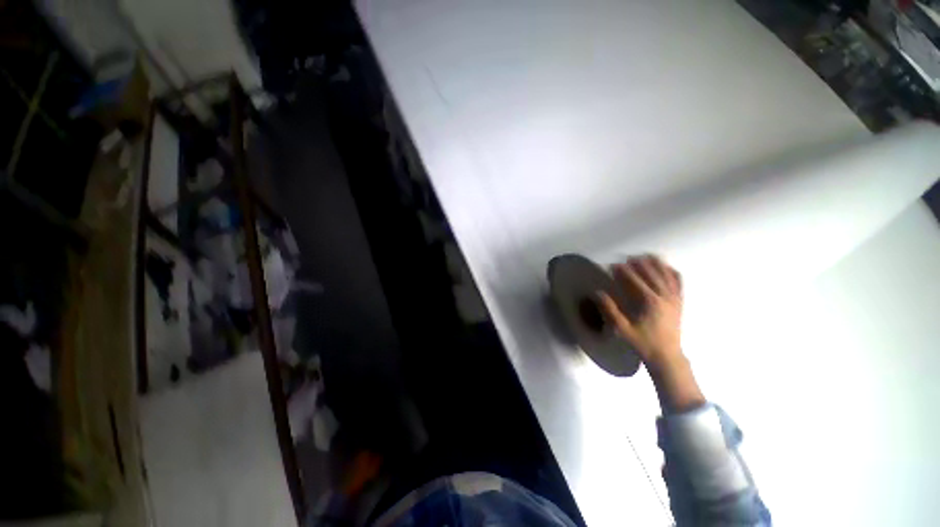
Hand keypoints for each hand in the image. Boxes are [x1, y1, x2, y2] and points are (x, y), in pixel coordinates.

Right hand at [598, 255, 703, 412]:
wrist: (667, 356)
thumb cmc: (643, 342)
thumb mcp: (622, 329)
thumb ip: (610, 310)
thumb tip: (598, 293)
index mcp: (650, 302)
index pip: (635, 280)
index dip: (624, 271)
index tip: (613, 265)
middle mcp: (664, 296)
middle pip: (652, 273)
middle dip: (639, 263)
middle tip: (627, 257)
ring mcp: (674, 298)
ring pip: (667, 274)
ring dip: (656, 264)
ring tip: (646, 256)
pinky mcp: (680, 301)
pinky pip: (678, 282)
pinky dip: (671, 272)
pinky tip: (665, 267)